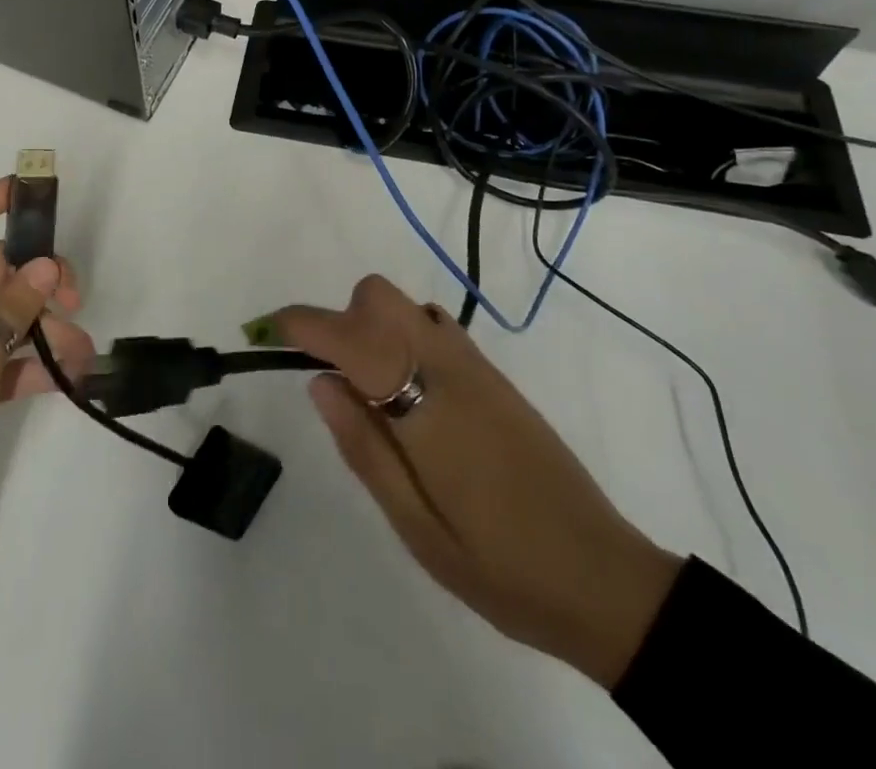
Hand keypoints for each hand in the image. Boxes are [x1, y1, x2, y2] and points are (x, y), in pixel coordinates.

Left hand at [0, 178, 94, 523]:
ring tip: (83, 353)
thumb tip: (45, 264)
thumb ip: (14, 309)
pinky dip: (31, 362)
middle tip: (75, 298)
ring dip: (45, 327)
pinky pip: (3, 355)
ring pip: (7, 314)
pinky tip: (67, 378)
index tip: (41, 192)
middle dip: (41, 276)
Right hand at [272, 276, 682, 687]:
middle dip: (341, 318)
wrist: (605, 580)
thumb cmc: (500, 568)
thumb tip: (319, 382)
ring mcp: (477, 366)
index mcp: (425, 409)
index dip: (304, 325)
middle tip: (334, 377)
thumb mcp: (417, 528)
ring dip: (371, 323)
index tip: (270, 329)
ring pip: (405, 303)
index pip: (352, 339)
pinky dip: (404, 334)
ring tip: (371, 388)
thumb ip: (363, 448)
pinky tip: (412, 390)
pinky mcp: (495, 375)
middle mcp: (449, 368)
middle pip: (377, 296)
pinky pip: (434, 325)